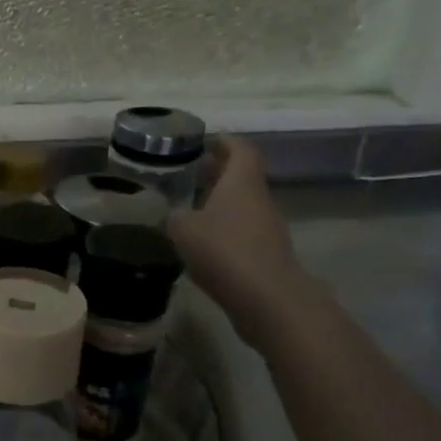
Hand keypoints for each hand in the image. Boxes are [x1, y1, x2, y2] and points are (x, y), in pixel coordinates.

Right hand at [168, 135, 320, 344]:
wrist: (268, 299)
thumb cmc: (224, 251)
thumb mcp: (183, 228)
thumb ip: (173, 214)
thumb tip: (172, 213)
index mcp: (242, 182)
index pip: (240, 149)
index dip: (224, 142)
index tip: (203, 141)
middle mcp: (259, 198)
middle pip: (240, 176)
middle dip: (215, 172)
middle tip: (185, 174)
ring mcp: (266, 227)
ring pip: (241, 204)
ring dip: (218, 202)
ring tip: (187, 208)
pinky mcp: (265, 253)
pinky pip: (241, 230)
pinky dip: (223, 228)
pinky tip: (200, 242)